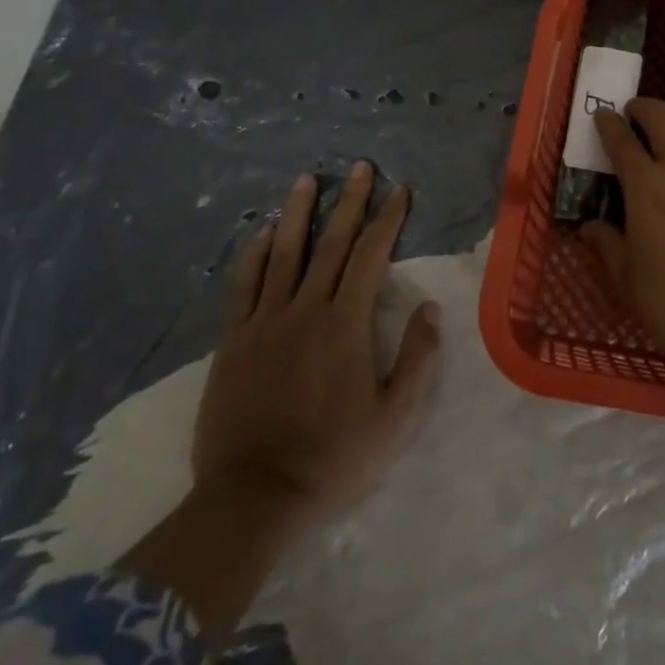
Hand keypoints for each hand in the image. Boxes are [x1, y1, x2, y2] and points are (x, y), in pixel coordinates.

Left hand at [193, 162, 440, 521]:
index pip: (370, 257)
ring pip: (284, 253)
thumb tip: (431, 308)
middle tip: (360, 167)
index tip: (399, 190)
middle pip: (330, 243)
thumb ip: (417, 359)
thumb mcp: (395, 418)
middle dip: (350, 202)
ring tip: (308, 179)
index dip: (387, 220)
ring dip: (298, 212)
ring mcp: (264, 322)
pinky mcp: (233, 340)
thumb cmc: (333, 457)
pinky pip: (244, 284)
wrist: (253, 497)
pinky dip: (255, 253)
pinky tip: (263, 231)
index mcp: (345, 325)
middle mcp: (305, 310)